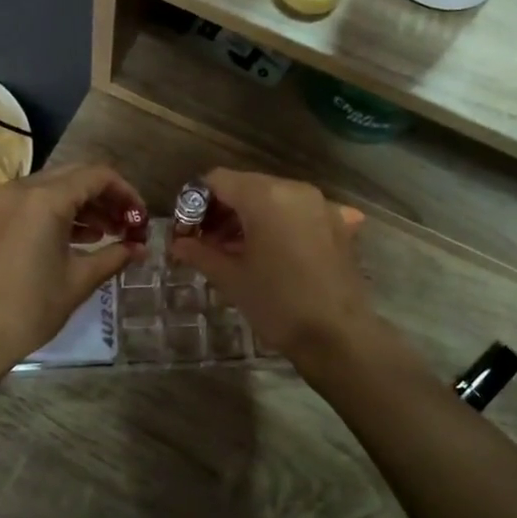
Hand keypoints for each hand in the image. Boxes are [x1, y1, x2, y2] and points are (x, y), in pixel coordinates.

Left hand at [0, 164, 144, 373]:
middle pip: (76, 176)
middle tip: (128, 224)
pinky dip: (60, 213)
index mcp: (46, 198)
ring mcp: (3, 202)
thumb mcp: (79, 281)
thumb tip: (139, 248)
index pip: (97, 176)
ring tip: (109, 233)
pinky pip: (34, 202)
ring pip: (54, 187)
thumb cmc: (30, 308)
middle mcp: (22, 189)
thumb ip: (114, 256)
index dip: (126, 193)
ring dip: (84, 205)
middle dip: (106, 197)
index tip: (141, 219)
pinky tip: (79, 239)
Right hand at [167, 169, 369, 364]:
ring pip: (273, 198)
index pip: (218, 181)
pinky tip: (273, 251)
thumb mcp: (231, 278)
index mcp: (265, 196)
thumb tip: (177, 243)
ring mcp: (321, 204)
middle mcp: (295, 189)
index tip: (186, 231)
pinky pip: (298, 213)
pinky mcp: (338, 223)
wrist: (338, 336)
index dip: (195, 202)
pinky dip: (279, 224)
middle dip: (222, 211)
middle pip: (246, 186)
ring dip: (249, 218)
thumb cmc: (277, 304)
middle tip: (206, 244)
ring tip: (235, 252)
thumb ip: (200, 253)